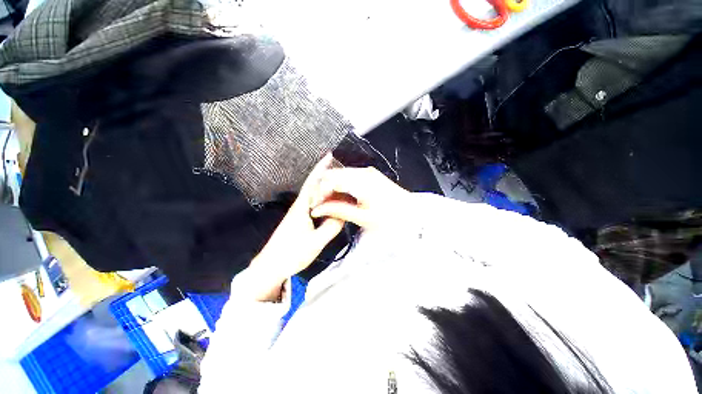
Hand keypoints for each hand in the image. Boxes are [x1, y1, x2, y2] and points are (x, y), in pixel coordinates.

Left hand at [242, 155, 344, 301]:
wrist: (270, 267)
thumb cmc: (291, 254)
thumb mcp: (316, 242)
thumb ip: (331, 227)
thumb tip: (343, 214)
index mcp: (302, 207)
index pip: (313, 183)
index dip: (321, 168)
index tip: (330, 156)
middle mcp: (300, 206)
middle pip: (314, 185)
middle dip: (326, 174)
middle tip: (343, 170)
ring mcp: (299, 213)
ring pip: (314, 195)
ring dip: (325, 186)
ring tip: (341, 183)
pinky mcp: (299, 220)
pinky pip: (314, 204)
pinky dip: (323, 198)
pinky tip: (331, 201)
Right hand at [310, 167, 409, 230]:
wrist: (411, 212)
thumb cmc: (390, 217)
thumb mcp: (363, 218)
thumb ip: (338, 211)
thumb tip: (318, 209)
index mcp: (361, 181)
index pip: (331, 181)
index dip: (319, 193)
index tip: (315, 205)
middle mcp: (363, 172)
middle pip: (333, 174)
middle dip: (322, 189)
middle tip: (319, 205)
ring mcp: (366, 172)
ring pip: (339, 175)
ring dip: (330, 187)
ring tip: (328, 203)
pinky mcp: (369, 175)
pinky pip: (348, 177)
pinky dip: (340, 186)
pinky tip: (339, 197)